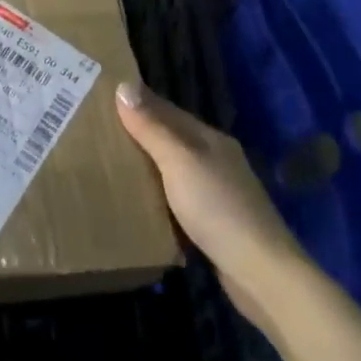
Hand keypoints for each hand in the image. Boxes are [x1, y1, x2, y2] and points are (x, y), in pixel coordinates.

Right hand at [116, 82, 304, 330]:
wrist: (262, 274)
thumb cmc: (217, 208)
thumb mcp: (179, 162)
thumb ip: (152, 128)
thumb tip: (124, 85)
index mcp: (210, 139)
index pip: (167, 110)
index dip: (138, 102)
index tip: (103, 97)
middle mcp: (216, 160)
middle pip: (172, 139)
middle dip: (140, 134)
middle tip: (98, 131)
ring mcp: (219, 193)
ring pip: (175, 169)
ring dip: (148, 166)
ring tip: (110, 164)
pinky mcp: (216, 224)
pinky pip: (179, 199)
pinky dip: (159, 196)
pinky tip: (140, 202)